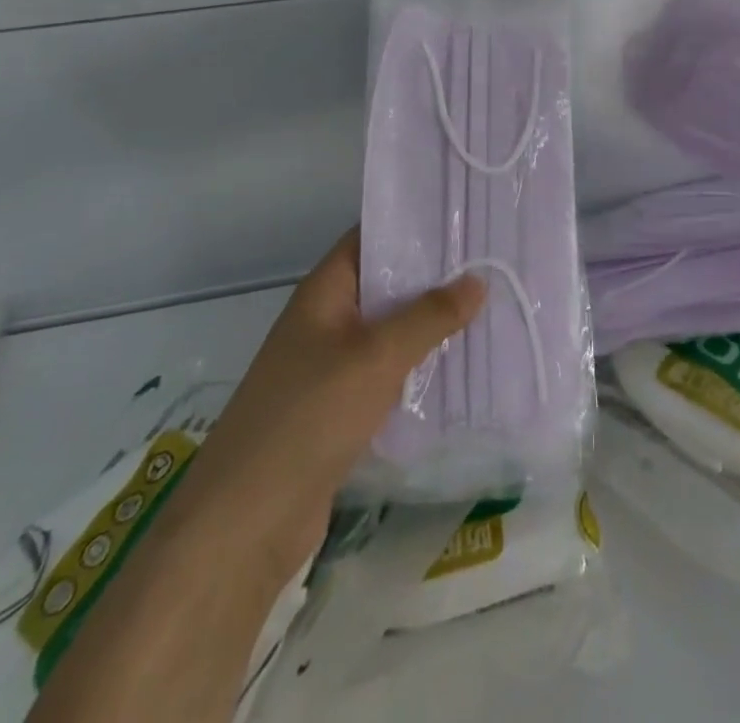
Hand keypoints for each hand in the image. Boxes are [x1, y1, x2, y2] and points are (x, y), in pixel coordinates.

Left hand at [168, 229, 484, 580]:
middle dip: (435, 275)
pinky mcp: (341, 409)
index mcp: (325, 292)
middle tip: (494, 261)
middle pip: (386, 283)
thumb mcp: (377, 356)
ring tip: (492, 307)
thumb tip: (478, 278)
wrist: (246, 524)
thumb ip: (430, 315)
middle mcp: (327, 321)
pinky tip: (463, 366)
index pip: (372, 237)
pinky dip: (421, 366)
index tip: (466, 215)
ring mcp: (332, 367)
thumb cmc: (309, 416)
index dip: (415, 223)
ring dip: (433, 323)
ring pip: (392, 330)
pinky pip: (389, 372)